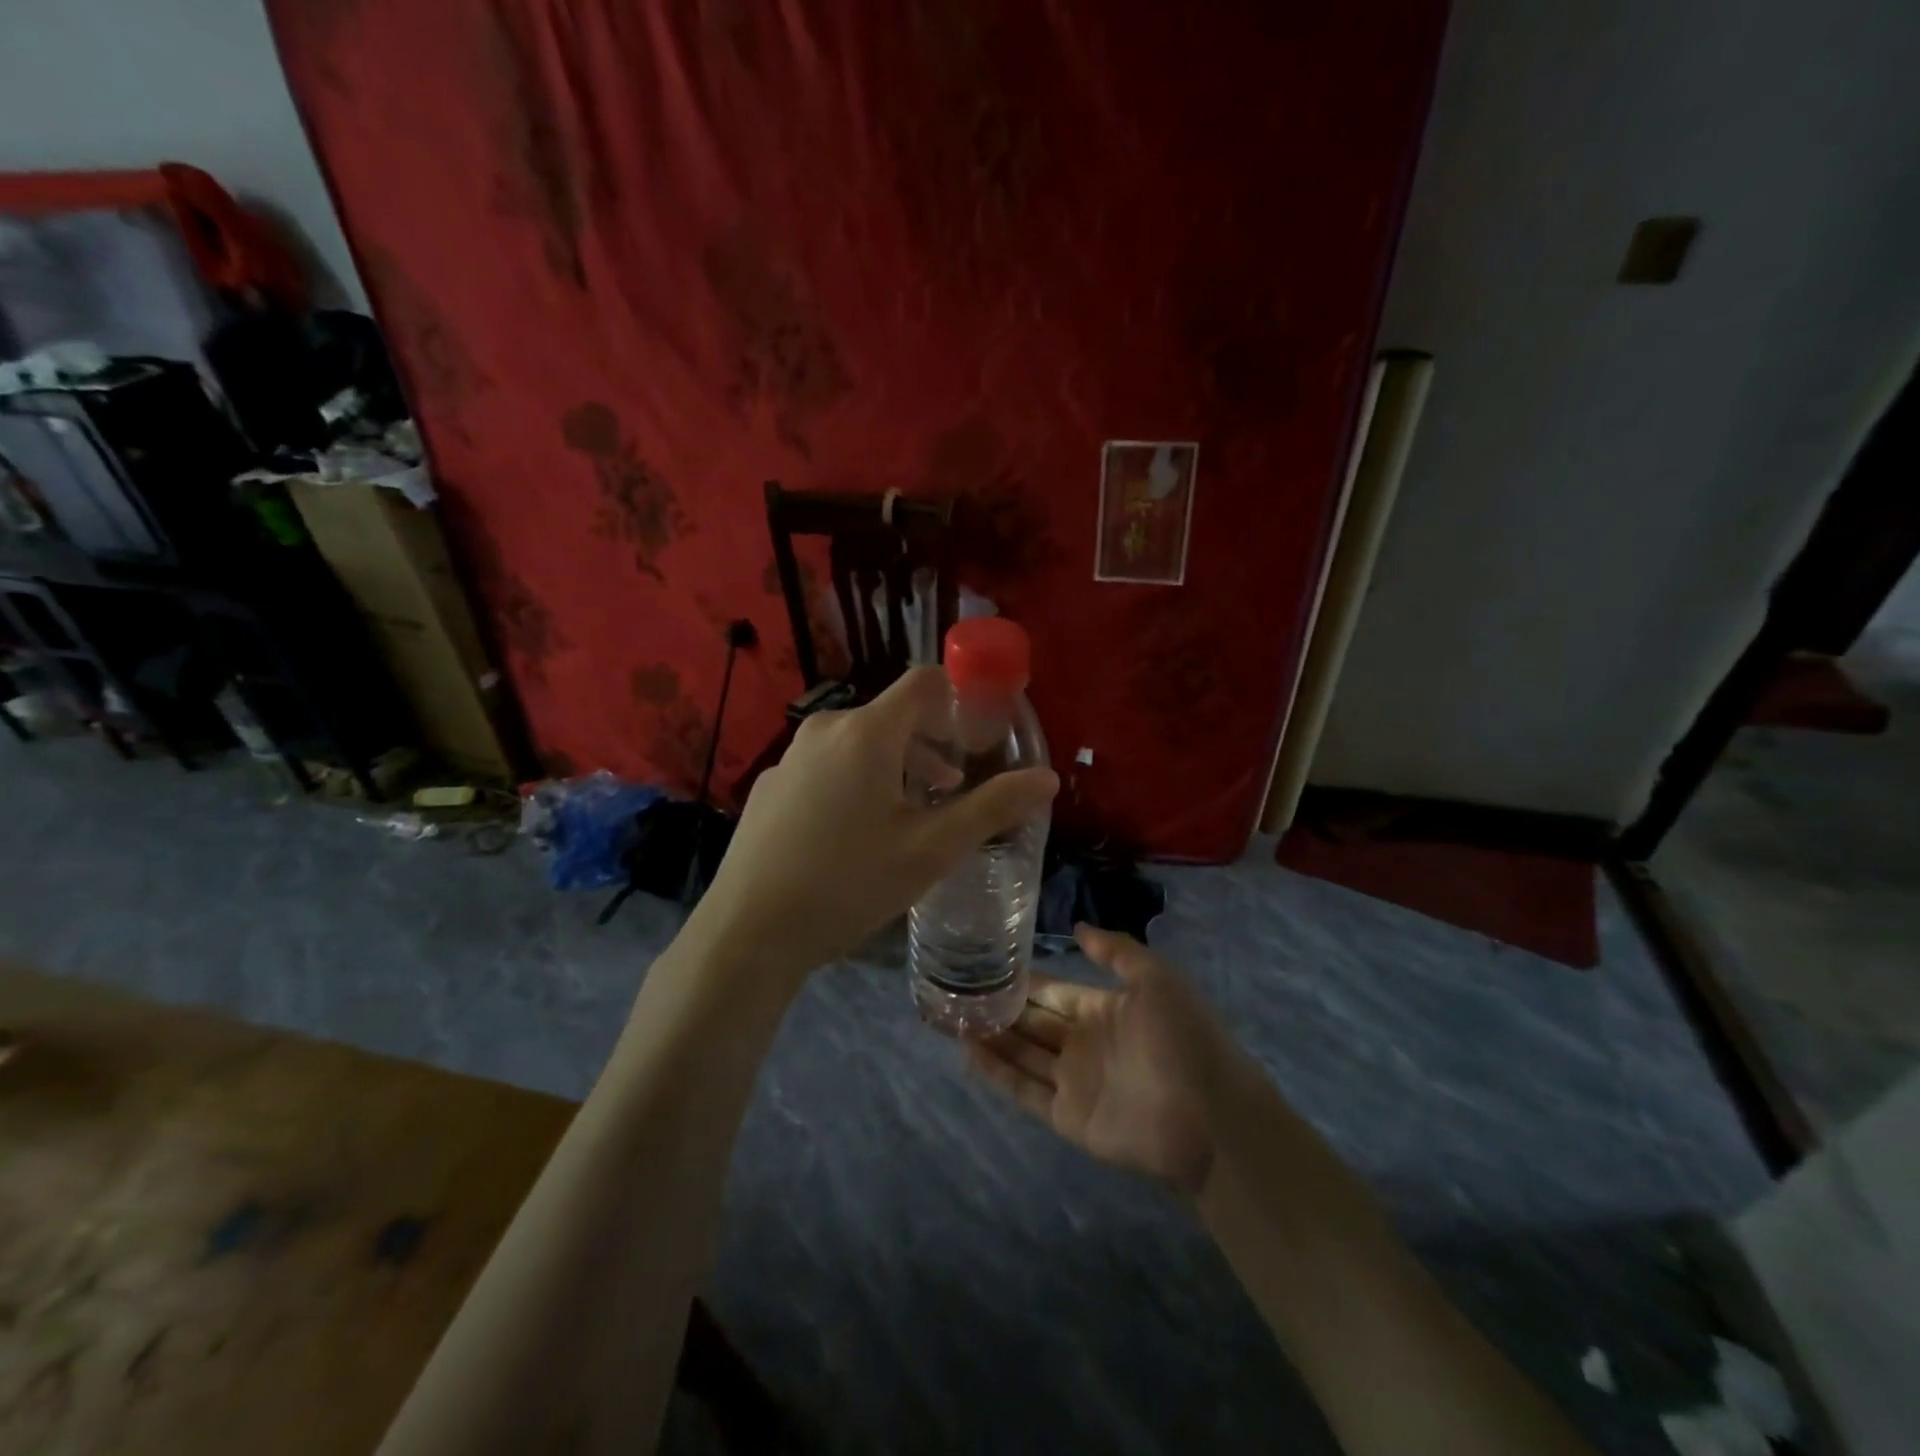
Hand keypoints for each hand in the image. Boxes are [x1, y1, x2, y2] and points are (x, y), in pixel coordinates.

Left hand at [691, 667, 1057, 985]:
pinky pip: (828, 765)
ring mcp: (791, 756)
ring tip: (915, 812)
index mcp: (868, 732)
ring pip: (860, 742)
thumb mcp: (932, 849)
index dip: (961, 696)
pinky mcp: (772, 784)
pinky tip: (857, 833)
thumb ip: (993, 807)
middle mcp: (826, 729)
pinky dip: (857, 780)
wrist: (748, 931)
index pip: (925, 681)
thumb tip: (1047, 777)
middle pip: (894, 715)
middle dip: (933, 742)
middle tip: (956, 786)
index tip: (985, 732)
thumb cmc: (850, 883)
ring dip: (897, 765)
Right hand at [966, 927, 1236, 1193]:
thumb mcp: (1156, 979)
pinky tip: (967, 1052)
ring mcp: (1073, 1081)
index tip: (989, 964)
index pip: (1054, 993)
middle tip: (957, 990)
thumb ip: (1116, 951)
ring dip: (991, 1037)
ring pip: (1022, 1054)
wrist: (1210, 1115)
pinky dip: (997, 1072)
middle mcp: (1083, 1044)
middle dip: (1001, 1008)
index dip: (1025, 981)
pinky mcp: (1067, 1116)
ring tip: (952, 1017)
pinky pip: (1024, 1090)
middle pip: (1033, 1023)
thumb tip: (1077, 927)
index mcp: (1104, 1010)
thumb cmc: (1183, 1038)